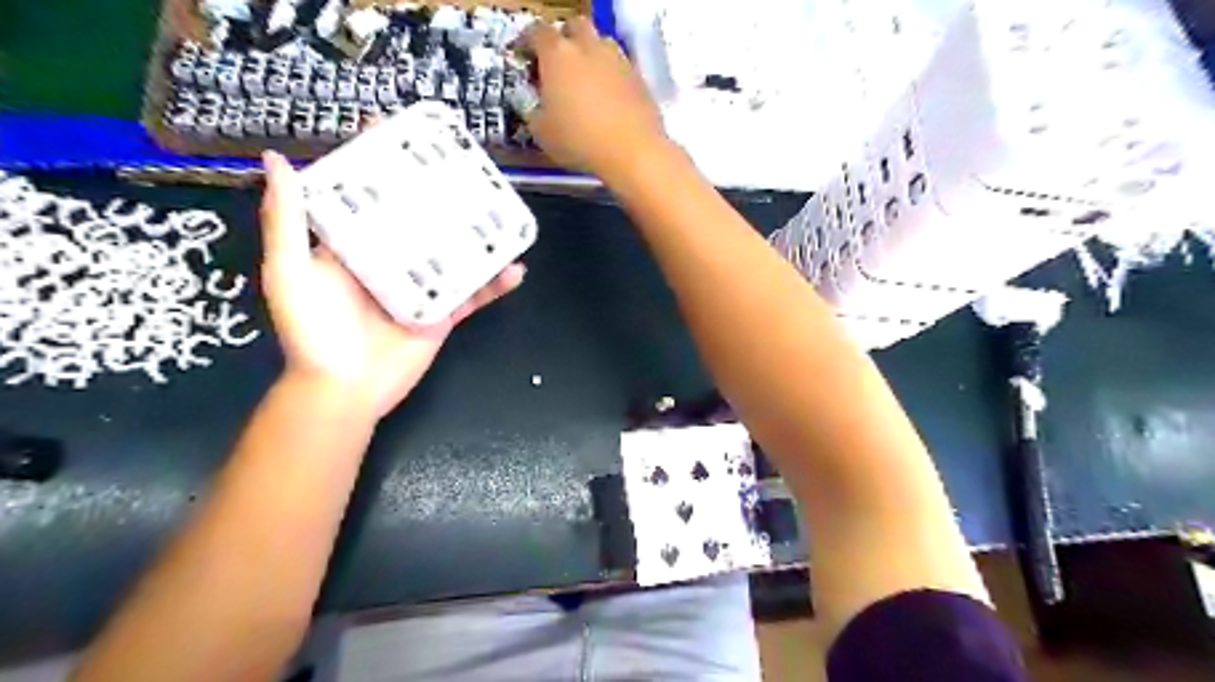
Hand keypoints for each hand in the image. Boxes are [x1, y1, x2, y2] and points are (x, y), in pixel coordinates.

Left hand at [258, 151, 525, 419]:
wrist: (343, 391)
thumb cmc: (312, 332)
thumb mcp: (290, 272)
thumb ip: (287, 221)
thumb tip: (278, 161)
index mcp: (355, 245)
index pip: (372, 196)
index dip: (382, 165)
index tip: (401, 132)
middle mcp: (391, 260)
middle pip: (420, 219)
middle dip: (440, 193)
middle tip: (465, 166)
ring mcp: (422, 286)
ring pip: (455, 253)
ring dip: (478, 235)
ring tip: (500, 210)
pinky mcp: (444, 313)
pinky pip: (475, 295)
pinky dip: (496, 284)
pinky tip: (517, 268)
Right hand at [524, 18, 667, 181]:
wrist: (632, 152)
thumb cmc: (579, 141)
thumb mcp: (541, 132)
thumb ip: (533, 110)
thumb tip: (535, 103)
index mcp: (557, 54)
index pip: (536, 32)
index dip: (527, 43)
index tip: (525, 58)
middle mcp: (588, 47)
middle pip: (574, 27)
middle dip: (564, 40)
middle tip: (558, 65)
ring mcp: (617, 59)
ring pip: (601, 43)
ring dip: (590, 54)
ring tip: (585, 81)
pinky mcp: (638, 77)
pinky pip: (619, 67)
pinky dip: (611, 76)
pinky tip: (608, 99)